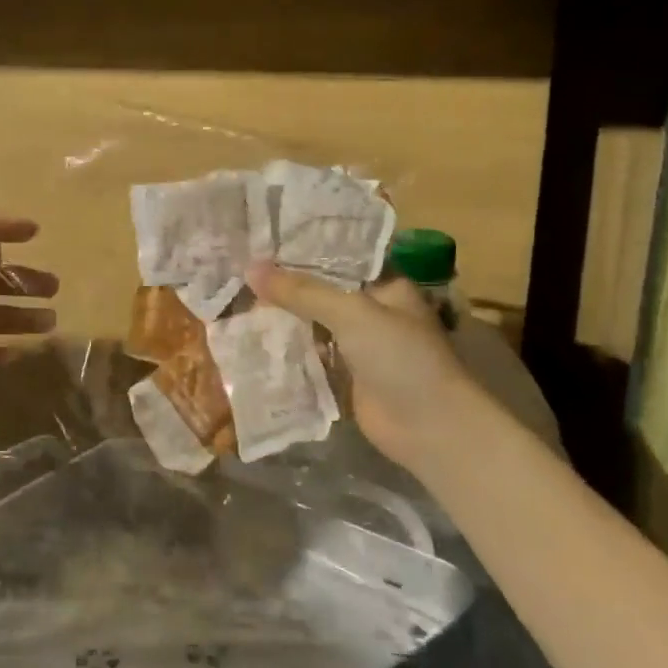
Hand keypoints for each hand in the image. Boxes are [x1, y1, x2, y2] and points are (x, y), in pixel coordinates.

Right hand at [246, 262, 493, 472]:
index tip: (262, 239)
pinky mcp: (345, 376)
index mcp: (384, 284)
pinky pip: (310, 355)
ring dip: (282, 318)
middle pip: (321, 291)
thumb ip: (302, 291)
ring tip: (237, 301)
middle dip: (285, 286)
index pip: (338, 257)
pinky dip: (286, 349)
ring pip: (313, 323)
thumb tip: (251, 269)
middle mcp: (371, 310)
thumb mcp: (352, 313)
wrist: (430, 428)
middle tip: (240, 272)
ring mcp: (358, 345)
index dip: (303, 249)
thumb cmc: (400, 357)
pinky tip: (252, 340)